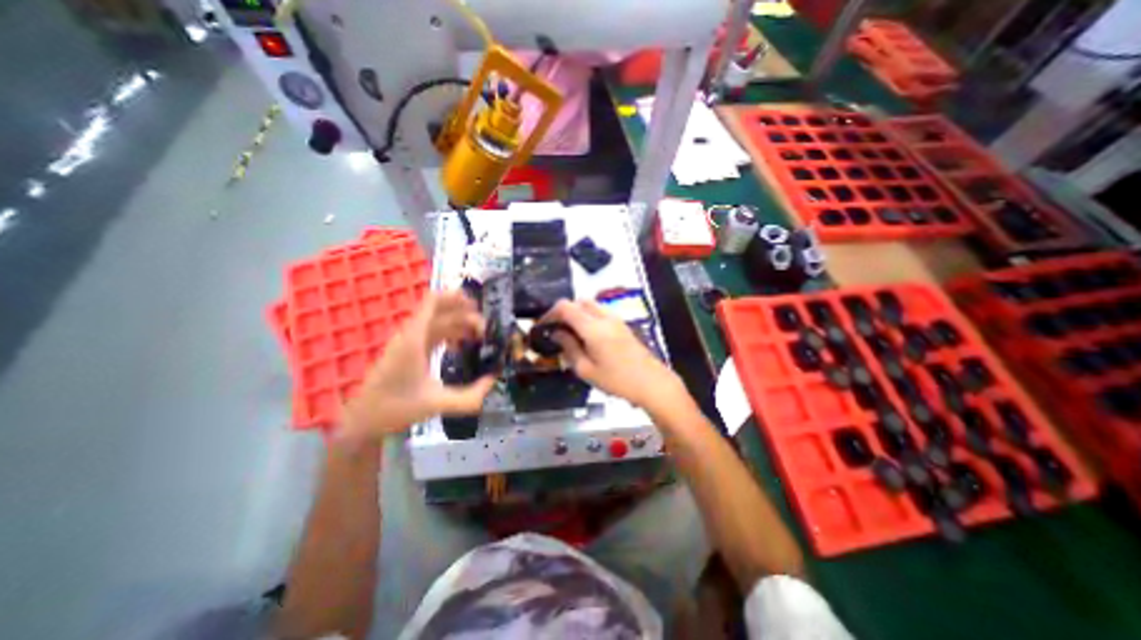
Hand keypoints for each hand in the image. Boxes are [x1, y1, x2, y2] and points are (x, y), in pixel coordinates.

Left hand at [341, 293, 498, 440]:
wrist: (363, 421)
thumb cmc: (396, 408)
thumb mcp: (438, 403)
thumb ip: (470, 396)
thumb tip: (493, 380)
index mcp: (414, 339)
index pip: (432, 302)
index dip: (455, 297)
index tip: (478, 305)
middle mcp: (411, 334)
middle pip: (440, 311)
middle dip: (465, 315)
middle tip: (486, 331)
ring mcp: (408, 342)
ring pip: (438, 322)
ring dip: (459, 325)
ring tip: (480, 337)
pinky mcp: (408, 350)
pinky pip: (433, 333)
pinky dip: (450, 335)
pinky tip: (462, 347)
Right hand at [544, 297, 684, 408]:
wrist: (652, 382)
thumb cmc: (617, 380)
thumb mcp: (586, 369)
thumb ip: (569, 348)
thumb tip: (557, 333)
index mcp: (593, 327)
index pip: (566, 307)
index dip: (550, 313)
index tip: (542, 326)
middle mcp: (604, 317)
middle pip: (579, 301)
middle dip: (564, 311)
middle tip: (556, 329)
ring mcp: (616, 319)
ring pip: (590, 305)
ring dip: (577, 313)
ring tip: (570, 333)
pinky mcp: (622, 324)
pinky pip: (600, 312)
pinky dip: (588, 317)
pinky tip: (587, 336)